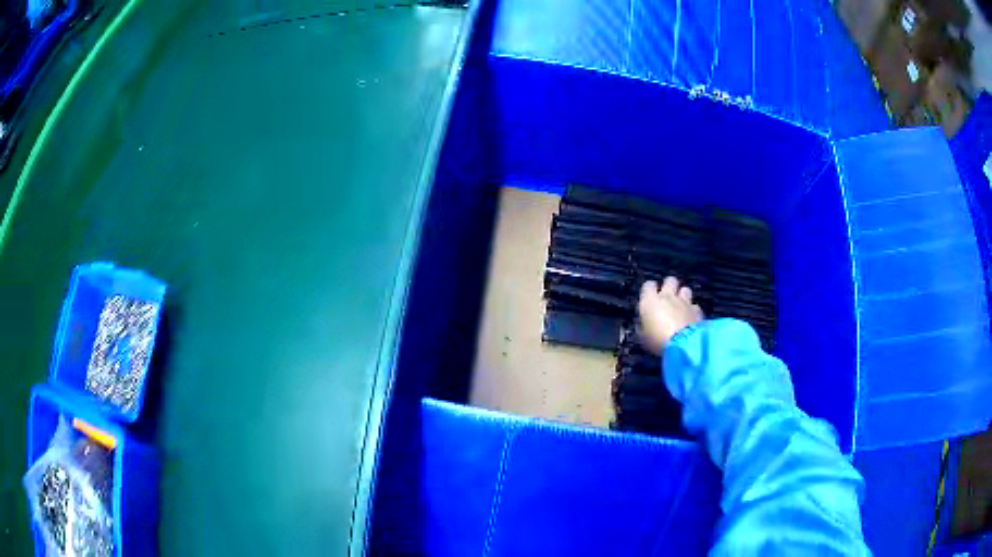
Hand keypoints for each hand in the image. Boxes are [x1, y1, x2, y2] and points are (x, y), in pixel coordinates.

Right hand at [637, 277, 703, 355]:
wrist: (682, 344)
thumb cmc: (658, 340)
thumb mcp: (643, 338)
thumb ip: (642, 327)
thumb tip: (641, 324)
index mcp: (650, 300)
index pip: (648, 285)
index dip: (649, 290)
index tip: (649, 297)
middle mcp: (668, 296)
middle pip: (670, 280)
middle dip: (669, 286)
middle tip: (667, 297)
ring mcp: (684, 302)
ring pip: (685, 289)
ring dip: (683, 296)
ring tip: (681, 306)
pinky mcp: (697, 310)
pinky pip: (695, 306)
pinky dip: (692, 310)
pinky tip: (691, 318)